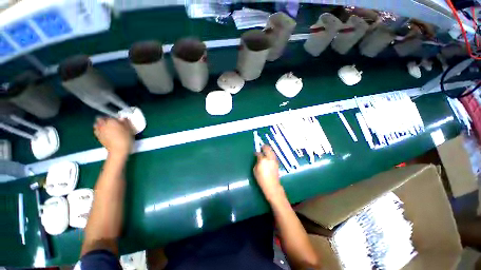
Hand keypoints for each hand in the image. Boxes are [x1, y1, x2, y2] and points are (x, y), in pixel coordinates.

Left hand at [94, 117, 133, 156]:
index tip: (119, 120)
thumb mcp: (129, 129)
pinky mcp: (98, 137)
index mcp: (111, 121)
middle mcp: (103, 124)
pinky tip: (104, 133)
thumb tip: (122, 118)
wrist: (118, 150)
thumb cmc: (125, 139)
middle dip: (104, 119)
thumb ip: (125, 122)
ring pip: (96, 124)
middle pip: (100, 118)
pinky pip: (96, 130)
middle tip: (110, 122)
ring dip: (100, 124)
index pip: (111, 116)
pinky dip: (99, 130)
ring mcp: (99, 131)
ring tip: (106, 127)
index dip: (114, 117)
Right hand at [254, 145, 284, 201]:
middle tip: (262, 147)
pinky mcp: (277, 163)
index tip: (255, 153)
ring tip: (265, 151)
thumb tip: (258, 159)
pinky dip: (271, 154)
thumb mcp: (255, 170)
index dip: (257, 152)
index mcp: (263, 160)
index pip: (259, 153)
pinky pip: (274, 156)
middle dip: (264, 147)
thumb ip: (257, 162)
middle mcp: (269, 158)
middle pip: (267, 148)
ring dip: (268, 150)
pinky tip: (269, 157)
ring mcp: (274, 160)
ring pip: (272, 151)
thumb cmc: (261, 179)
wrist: (272, 185)